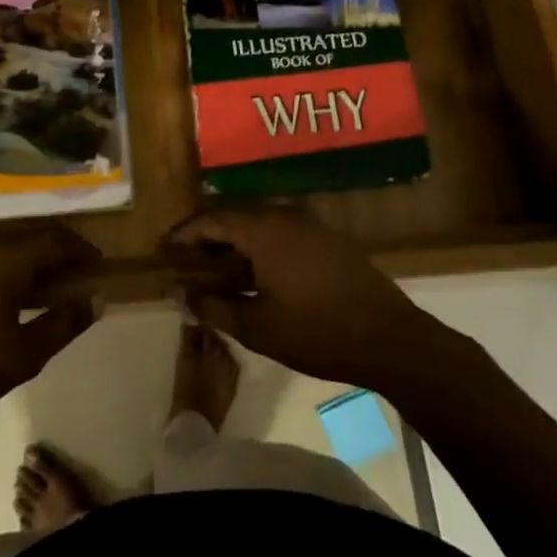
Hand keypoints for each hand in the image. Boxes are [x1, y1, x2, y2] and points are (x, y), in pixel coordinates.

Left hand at [0, 224, 101, 430]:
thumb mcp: (24, 354)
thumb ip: (64, 323)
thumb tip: (96, 300)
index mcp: (5, 257)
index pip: (56, 239)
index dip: (82, 250)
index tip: (98, 266)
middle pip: (31, 233)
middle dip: (59, 249)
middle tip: (78, 272)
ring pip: (5, 242)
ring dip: (31, 256)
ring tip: (48, 284)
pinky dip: (6, 263)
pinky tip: (9, 293)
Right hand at [166, 208, 461, 393]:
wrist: (391, 340)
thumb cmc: (317, 333)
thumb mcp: (257, 327)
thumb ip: (212, 307)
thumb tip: (177, 294)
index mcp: (265, 230)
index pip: (213, 219)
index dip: (185, 233)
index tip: (164, 249)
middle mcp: (287, 216)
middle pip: (236, 215)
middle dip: (207, 236)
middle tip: (186, 260)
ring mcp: (312, 225)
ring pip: (260, 223)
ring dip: (234, 242)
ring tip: (216, 270)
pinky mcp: (329, 240)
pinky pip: (282, 232)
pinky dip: (260, 247)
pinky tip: (256, 274)